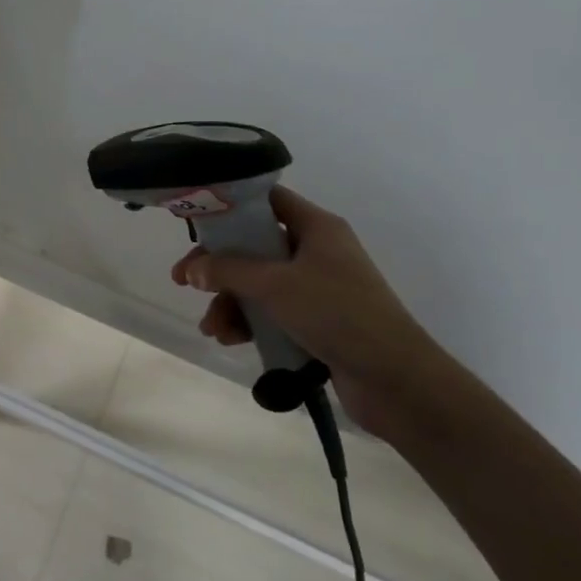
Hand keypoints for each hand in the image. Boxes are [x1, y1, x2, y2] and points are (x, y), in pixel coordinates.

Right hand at [171, 187, 463, 438]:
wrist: (396, 379)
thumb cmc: (338, 314)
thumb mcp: (275, 285)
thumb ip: (228, 270)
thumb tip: (194, 268)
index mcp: (316, 228)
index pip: (268, 200)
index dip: (231, 206)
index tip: (196, 222)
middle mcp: (316, 252)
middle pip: (254, 247)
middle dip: (218, 267)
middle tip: (184, 281)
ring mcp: (317, 288)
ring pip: (258, 284)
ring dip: (229, 302)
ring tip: (212, 329)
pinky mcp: (316, 321)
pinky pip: (271, 312)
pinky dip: (248, 321)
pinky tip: (230, 340)